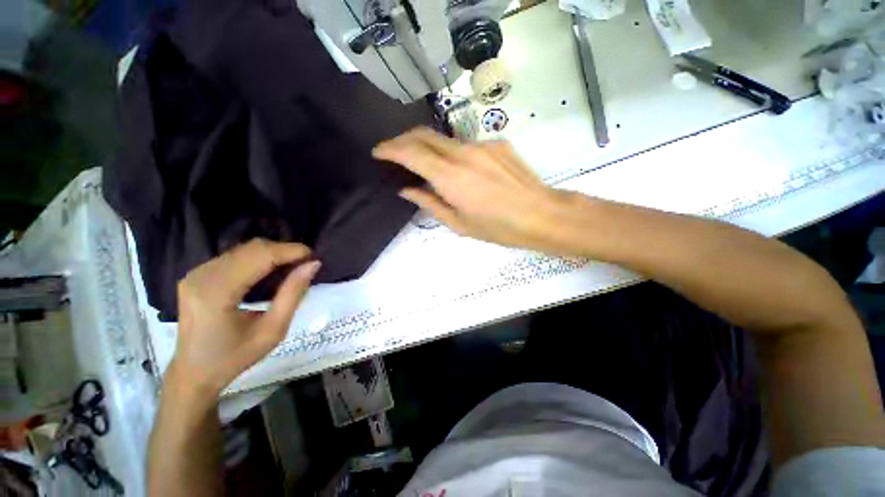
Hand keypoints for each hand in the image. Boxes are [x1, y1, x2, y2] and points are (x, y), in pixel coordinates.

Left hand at [170, 239, 320, 394]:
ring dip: (274, 254)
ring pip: (245, 249)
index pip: (260, 256)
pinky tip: (271, 271)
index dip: (291, 251)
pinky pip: (236, 256)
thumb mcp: (273, 330)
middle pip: (253, 248)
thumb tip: (313, 265)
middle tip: (306, 264)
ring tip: (293, 268)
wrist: (194, 373)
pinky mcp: (198, 274)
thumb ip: (293, 293)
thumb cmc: (235, 357)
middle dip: (285, 251)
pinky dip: (260, 258)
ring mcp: (197, 273)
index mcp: (217, 293)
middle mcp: (202, 276)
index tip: (315, 257)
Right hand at [373, 127, 576, 252]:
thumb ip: (430, 203)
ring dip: (429, 147)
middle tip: (395, 152)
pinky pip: (466, 145)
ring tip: (426, 164)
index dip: (390, 149)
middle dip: (403, 139)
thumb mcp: (459, 224)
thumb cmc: (499, 228)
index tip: (378, 152)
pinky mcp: (497, 144)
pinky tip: (461, 171)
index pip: (411, 152)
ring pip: (445, 139)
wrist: (541, 214)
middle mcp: (463, 153)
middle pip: (424, 134)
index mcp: (451, 177)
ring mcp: (482, 145)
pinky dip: (453, 154)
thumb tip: (407, 190)